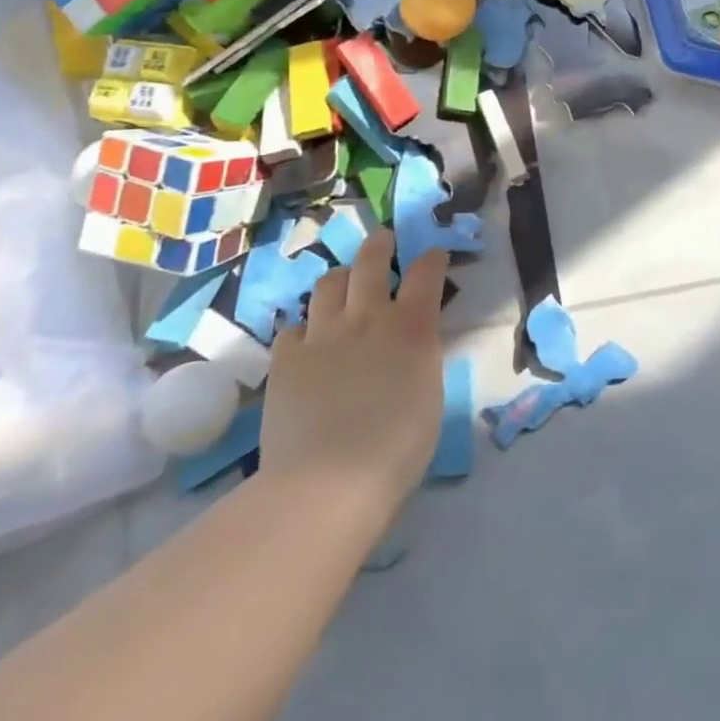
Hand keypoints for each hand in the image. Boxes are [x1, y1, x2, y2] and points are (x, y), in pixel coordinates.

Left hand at [260, 232, 447, 518]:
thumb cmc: (398, 447)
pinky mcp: (285, 359)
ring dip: (340, 278)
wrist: (328, 481)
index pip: (426, 273)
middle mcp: (367, 318)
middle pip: (371, 261)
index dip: (432, 259)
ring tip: (342, 285)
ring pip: (328, 284)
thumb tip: (412, 341)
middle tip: (383, 240)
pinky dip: (304, 327)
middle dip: (380, 245)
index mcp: (412, 327)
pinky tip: (307, 341)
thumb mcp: (429, 393)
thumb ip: (420, 355)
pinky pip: (293, 327)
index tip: (434, 256)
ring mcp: (322, 335)